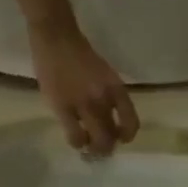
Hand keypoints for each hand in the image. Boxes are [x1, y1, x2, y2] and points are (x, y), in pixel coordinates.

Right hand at [29, 21, 139, 155]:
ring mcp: (83, 105)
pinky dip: (77, 142)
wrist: (56, 38)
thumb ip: (110, 97)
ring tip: (88, 146)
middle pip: (112, 137)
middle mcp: (103, 100)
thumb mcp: (105, 75)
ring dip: (94, 149)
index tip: (121, 138)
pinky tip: (76, 139)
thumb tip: (110, 121)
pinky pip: (75, 136)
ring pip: (95, 141)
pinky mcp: (62, 108)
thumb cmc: (81, 55)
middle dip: (108, 147)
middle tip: (102, 147)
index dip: (127, 136)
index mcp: (116, 89)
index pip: (131, 122)